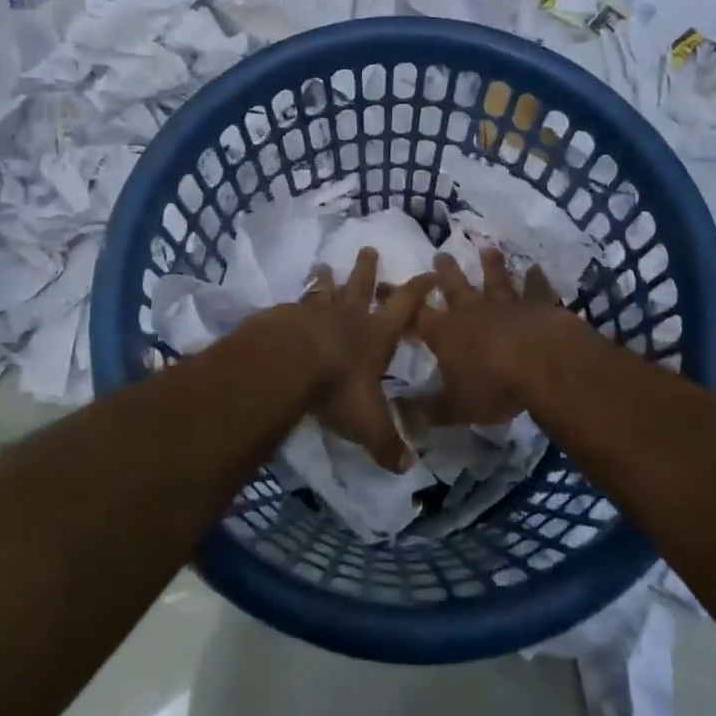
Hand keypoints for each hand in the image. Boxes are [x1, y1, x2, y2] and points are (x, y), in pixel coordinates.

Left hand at [236, 248, 433, 471]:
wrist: (286, 364)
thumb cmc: (337, 388)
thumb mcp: (369, 423)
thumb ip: (388, 443)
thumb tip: (408, 467)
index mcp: (375, 334)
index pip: (405, 305)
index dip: (420, 288)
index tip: (431, 272)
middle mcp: (348, 316)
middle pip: (360, 284)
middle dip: (367, 268)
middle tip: (369, 248)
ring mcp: (314, 312)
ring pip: (324, 289)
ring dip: (326, 278)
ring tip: (324, 266)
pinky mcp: (284, 316)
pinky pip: (293, 305)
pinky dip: (295, 303)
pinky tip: (288, 306)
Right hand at [404, 248, 585, 427]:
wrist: (542, 362)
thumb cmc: (493, 386)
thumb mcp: (456, 407)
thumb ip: (430, 409)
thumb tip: (401, 414)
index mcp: (445, 333)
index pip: (415, 315)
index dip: (399, 302)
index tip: (386, 287)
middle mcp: (471, 311)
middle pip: (454, 285)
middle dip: (444, 270)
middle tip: (439, 254)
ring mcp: (506, 303)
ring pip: (495, 278)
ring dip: (491, 264)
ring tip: (487, 248)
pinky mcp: (537, 304)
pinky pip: (535, 288)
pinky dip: (535, 278)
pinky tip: (536, 268)